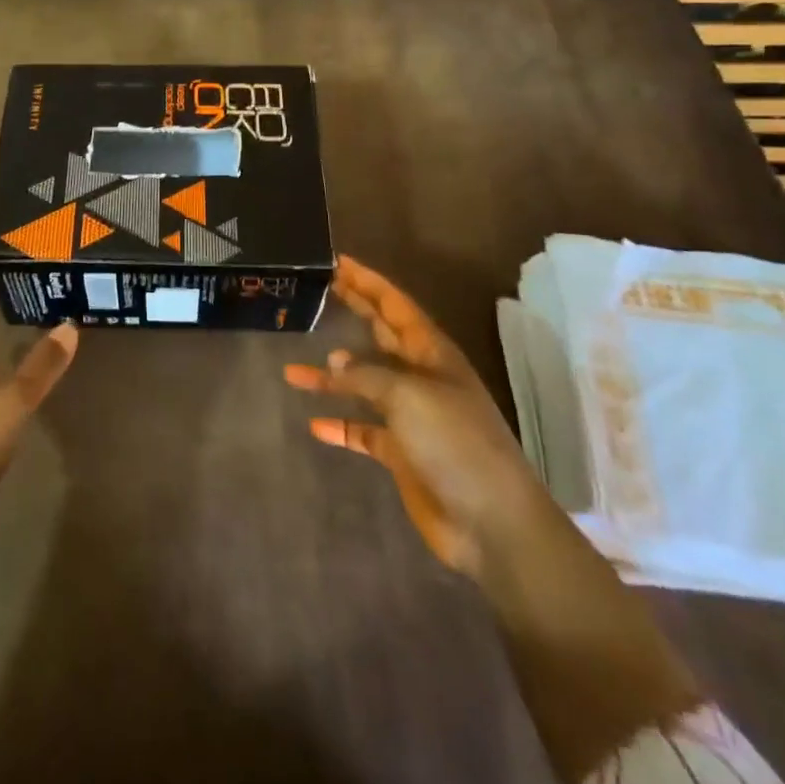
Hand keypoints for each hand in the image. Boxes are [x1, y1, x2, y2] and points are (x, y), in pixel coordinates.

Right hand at [282, 253, 550, 578]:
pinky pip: (363, 431)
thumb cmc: (455, 443)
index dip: (368, 282)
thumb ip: (366, 374)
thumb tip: (334, 362)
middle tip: (321, 289)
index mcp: (431, 354)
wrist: (491, 522)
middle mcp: (420, 378)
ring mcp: (411, 416)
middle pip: (381, 335)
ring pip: (364, 385)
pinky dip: (340, 426)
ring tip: (293, 371)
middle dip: (354, 311)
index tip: (338, 261)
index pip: (395, 305)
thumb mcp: (408, 396)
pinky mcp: (402, 452)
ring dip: (331, 378)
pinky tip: (315, 426)